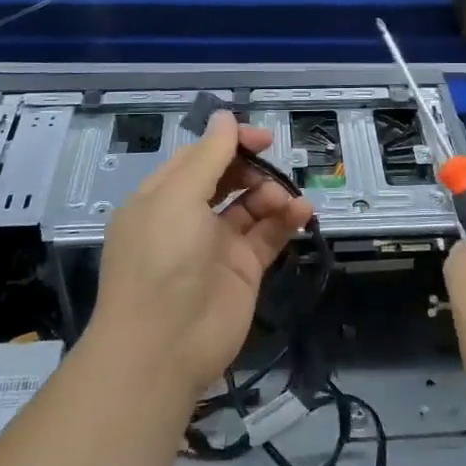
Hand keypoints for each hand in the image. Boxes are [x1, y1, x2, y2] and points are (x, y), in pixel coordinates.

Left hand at [88, 111, 313, 401]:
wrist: (163, 348)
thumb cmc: (162, 261)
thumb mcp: (177, 198)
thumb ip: (208, 156)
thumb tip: (224, 117)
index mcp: (162, 197)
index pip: (199, 157)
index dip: (229, 142)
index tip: (261, 138)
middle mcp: (188, 218)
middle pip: (227, 178)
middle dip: (253, 167)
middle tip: (275, 163)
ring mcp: (217, 245)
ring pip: (251, 205)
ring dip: (272, 193)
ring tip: (286, 200)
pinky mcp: (243, 270)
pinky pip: (269, 235)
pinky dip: (287, 220)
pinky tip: (302, 212)